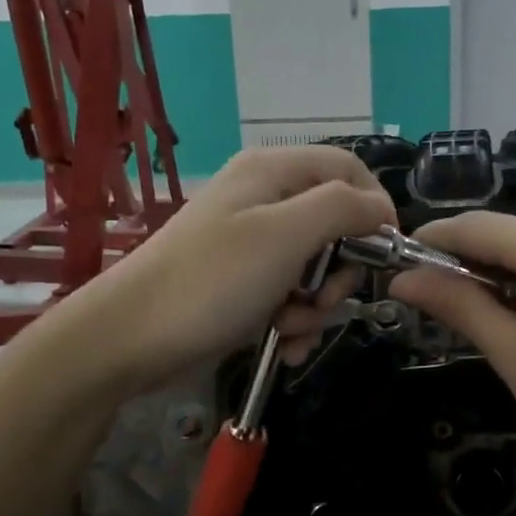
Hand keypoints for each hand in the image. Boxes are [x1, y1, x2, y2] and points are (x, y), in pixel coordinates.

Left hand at [89, 146, 394, 391]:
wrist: (130, 339)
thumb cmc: (212, 280)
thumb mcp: (284, 236)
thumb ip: (341, 209)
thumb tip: (382, 207)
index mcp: (273, 172)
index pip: (349, 169)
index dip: (374, 207)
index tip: (384, 253)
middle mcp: (266, 200)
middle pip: (337, 225)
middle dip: (338, 272)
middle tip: (322, 299)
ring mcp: (253, 244)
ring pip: (317, 269)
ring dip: (315, 307)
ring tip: (287, 328)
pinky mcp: (243, 283)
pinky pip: (291, 296)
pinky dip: (294, 323)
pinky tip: (283, 346)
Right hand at [389, 211, 515, 485]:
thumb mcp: (515, 354)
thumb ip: (459, 305)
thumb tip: (403, 278)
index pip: (472, 226)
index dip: (431, 243)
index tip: (400, 266)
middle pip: (510, 234)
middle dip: (473, 265)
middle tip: (449, 312)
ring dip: (512, 275)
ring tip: (503, 326)